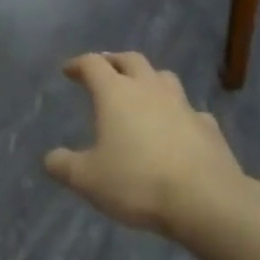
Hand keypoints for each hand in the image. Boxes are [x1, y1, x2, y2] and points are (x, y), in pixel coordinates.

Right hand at [44, 52, 249, 236]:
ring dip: (148, 79)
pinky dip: (176, 112)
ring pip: (163, 77)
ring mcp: (183, 105)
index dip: (78, 64)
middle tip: (103, 71)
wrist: (206, 200)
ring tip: (140, 92)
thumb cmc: (137, 182)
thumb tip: (50, 158)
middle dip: (113, 61)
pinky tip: (175, 128)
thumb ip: (63, 165)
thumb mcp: (87, 179)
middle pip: (130, 60)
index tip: (68, 71)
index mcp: (115, 94)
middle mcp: (149, 89)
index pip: (93, 64)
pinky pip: (189, 110)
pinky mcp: (208, 126)